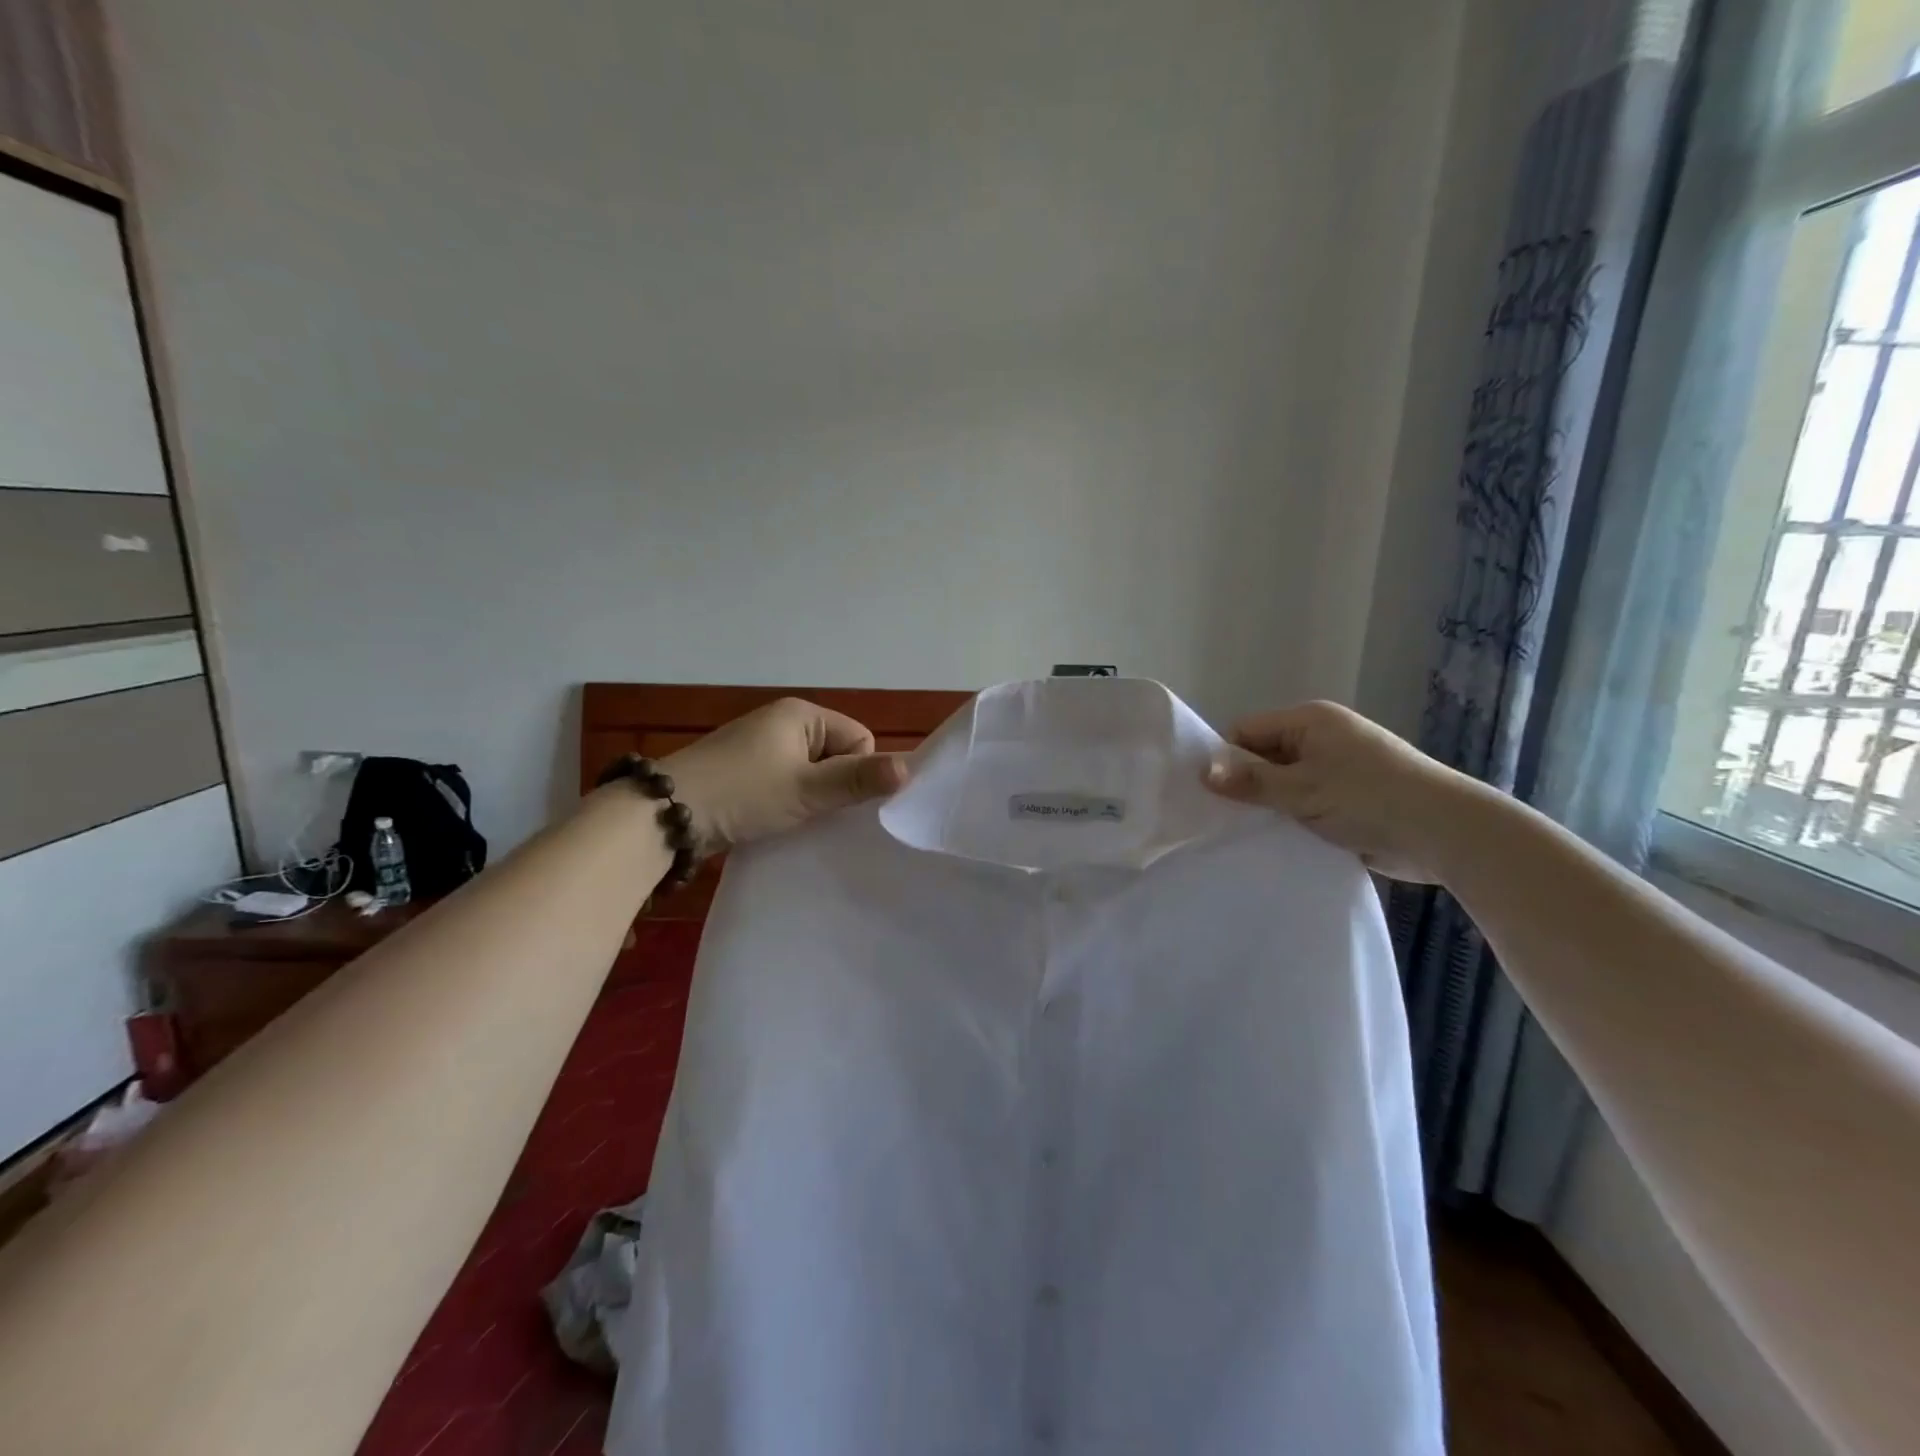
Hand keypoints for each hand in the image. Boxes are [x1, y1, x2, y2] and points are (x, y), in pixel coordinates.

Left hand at [660, 698, 908, 854]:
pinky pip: (784, 782)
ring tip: (795, 819)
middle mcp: (782, 722)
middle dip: (833, 786)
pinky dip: (787, 802)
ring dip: (809, 797)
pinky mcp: (743, 771)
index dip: (857, 771)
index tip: (835, 799)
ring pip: (809, 772)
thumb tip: (911, 768)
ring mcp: (760, 747)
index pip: (858, 738)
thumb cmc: (744, 793)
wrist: (664, 815)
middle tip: (816, 812)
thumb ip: (858, 779)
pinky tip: (776, 821)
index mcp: (801, 713)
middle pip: (835, 755)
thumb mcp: (807, 789)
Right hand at [1202, 701, 1474, 881]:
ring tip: (1244, 833)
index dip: (1224, 758)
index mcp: (1310, 721)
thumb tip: (1203, 772)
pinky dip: (1292, 820)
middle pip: (1264, 757)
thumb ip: (1250, 781)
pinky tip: (1274, 841)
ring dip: (1269, 807)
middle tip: (1220, 818)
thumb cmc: (1369, 798)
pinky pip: (1306, 805)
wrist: (1447, 833)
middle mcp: (1322, 738)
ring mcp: (1338, 770)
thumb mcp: (1300, 789)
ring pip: (1284, 785)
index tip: (1207, 793)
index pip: (1246, 731)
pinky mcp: (1350, 800)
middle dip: (1245, 786)